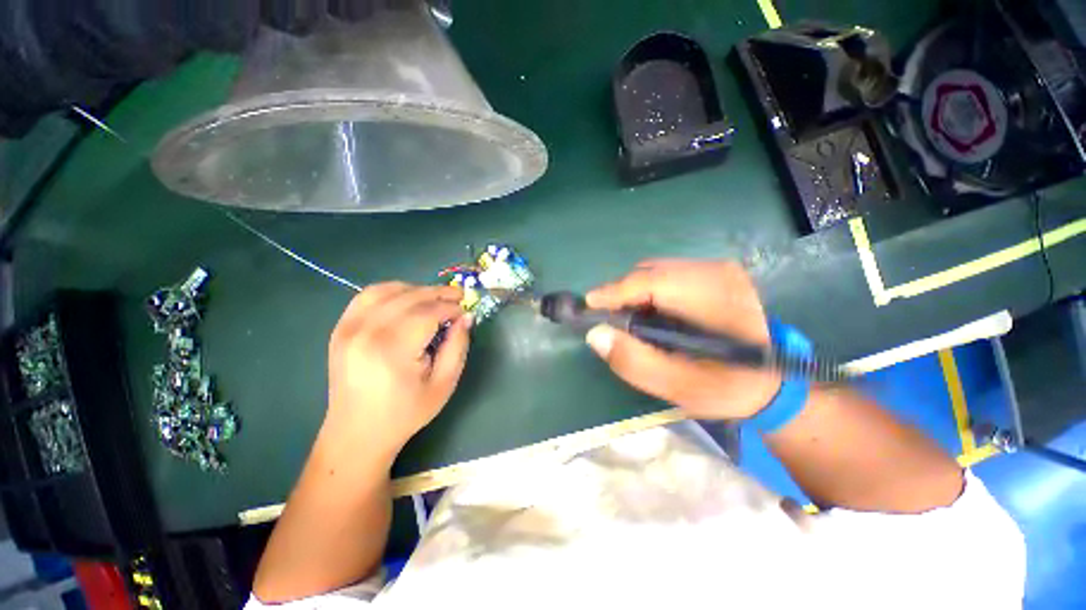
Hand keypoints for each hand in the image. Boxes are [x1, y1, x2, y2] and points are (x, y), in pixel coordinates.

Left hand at [324, 282, 470, 462]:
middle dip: (438, 293)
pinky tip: (407, 299)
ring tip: (434, 298)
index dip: (451, 307)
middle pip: (410, 297)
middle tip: (458, 298)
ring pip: (387, 289)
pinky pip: (367, 296)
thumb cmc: (406, 412)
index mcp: (392, 349)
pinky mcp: (341, 328)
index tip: (465, 311)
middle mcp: (366, 331)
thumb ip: (458, 346)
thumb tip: (466, 317)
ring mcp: (348, 327)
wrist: (357, 432)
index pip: (428, 312)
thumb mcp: (443, 384)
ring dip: (416, 289)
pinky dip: (391, 291)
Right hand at [586, 260, 780, 419]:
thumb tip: (595, 334)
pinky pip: (665, 274)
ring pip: (654, 270)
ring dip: (635, 293)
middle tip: (612, 322)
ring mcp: (717, 269)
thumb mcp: (679, 387)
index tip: (589, 305)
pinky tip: (650, 314)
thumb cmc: (727, 388)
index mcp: (716, 298)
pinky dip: (648, 292)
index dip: (616, 291)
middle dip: (623, 294)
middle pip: (650, 272)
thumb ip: (635, 362)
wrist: (768, 383)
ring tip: (630, 320)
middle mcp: (718, 272)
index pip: (652, 281)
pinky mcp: (714, 272)